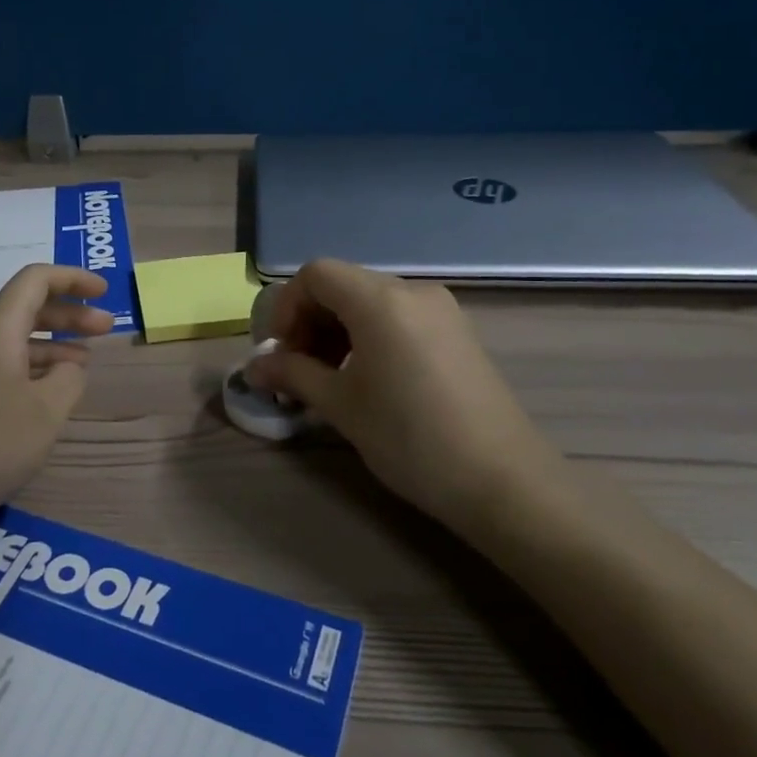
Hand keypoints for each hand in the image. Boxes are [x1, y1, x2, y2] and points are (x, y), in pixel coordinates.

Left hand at [0, 265, 112, 526]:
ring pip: (10, 342)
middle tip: (106, 328)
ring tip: (81, 365)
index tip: (104, 292)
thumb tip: (69, 366)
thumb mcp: (46, 413)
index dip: (73, 278)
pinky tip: (41, 396)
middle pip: (24, 310)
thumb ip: (69, 379)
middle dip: (68, 315)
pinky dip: (26, 369)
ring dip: (49, 346)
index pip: (35, 281)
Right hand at [249, 259, 554, 523]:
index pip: (315, 274)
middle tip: (298, 371)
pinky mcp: (458, 333)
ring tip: (330, 379)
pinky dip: (369, 336)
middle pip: (342, 284)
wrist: (503, 482)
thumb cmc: (410, 438)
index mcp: (380, 299)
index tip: (280, 353)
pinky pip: (399, 318)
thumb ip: (292, 375)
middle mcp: (412, 291)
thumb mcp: (341, 406)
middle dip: (309, 321)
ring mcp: (441, 310)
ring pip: (370, 301)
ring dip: (337, 331)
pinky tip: (368, 380)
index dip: (286, 308)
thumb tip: (253, 369)